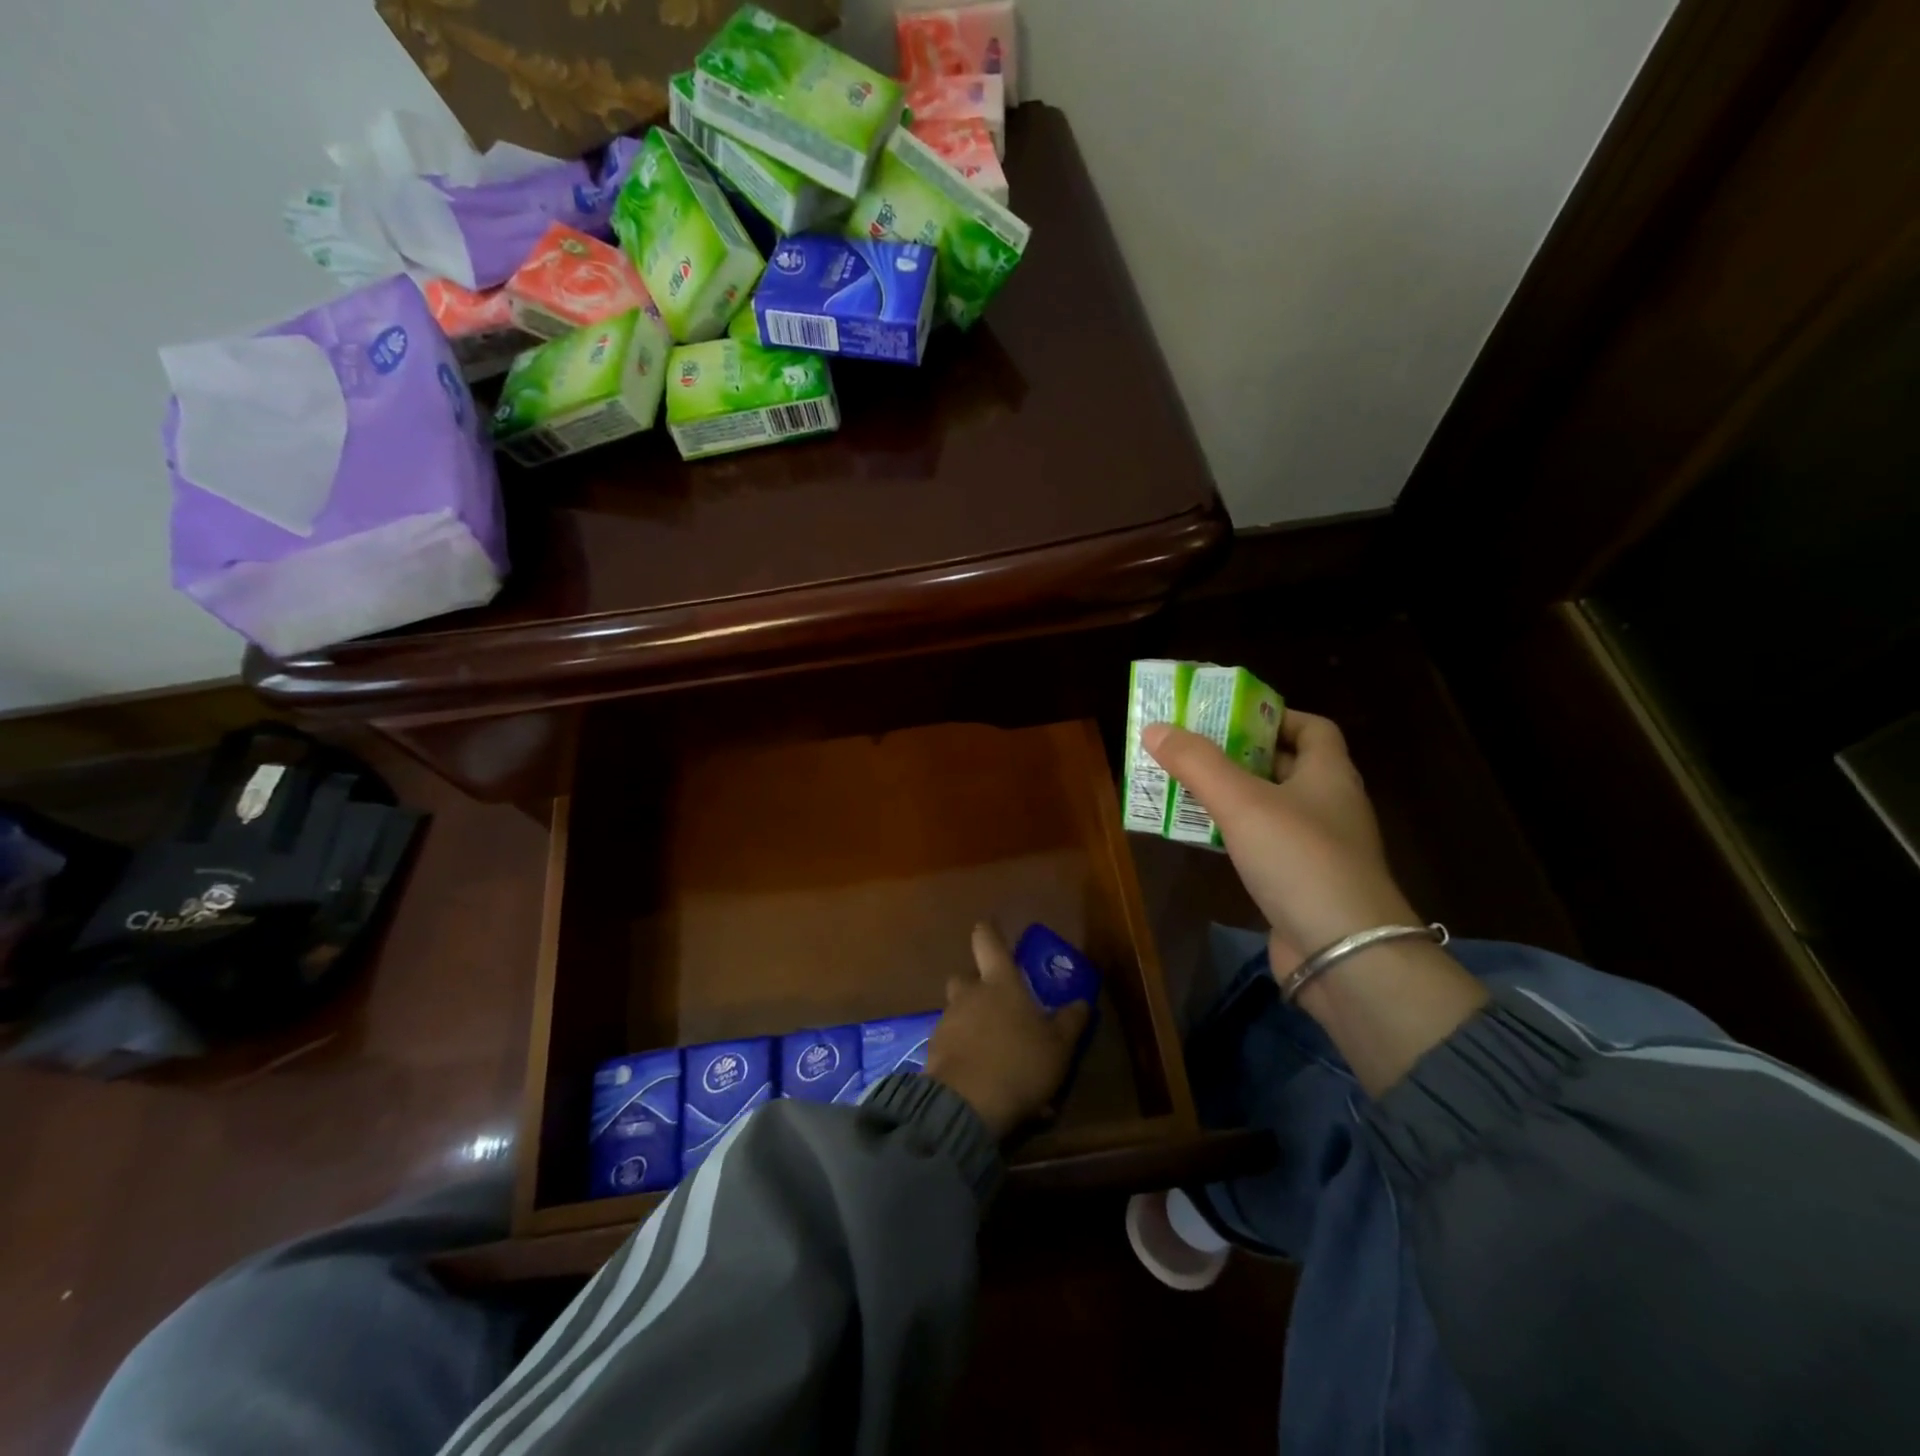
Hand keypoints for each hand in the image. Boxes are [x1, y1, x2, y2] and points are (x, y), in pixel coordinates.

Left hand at [927, 924, 1090, 1137]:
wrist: (966, 1105)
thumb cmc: (1019, 1063)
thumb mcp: (1059, 1046)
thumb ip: (1071, 1022)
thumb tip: (1082, 1002)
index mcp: (999, 983)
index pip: (987, 941)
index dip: (988, 932)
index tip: (991, 928)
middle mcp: (968, 994)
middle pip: (965, 976)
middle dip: (976, 985)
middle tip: (998, 1003)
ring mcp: (947, 1022)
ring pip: (957, 1012)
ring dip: (971, 1023)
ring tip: (995, 1052)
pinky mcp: (933, 1052)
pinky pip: (951, 1044)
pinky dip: (963, 1053)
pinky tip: (982, 1078)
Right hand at [1142, 711, 1416, 979]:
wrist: (1345, 954)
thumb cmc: (1299, 860)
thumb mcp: (1242, 802)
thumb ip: (1197, 763)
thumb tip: (1155, 728)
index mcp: (1329, 774)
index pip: (1312, 727)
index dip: (1273, 715)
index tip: (1228, 716)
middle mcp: (1330, 805)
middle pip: (1284, 765)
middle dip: (1237, 754)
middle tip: (1190, 749)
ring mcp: (1318, 847)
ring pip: (1269, 807)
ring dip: (1230, 796)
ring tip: (1182, 786)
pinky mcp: (1302, 883)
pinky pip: (1263, 845)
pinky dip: (1234, 835)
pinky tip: (1201, 837)